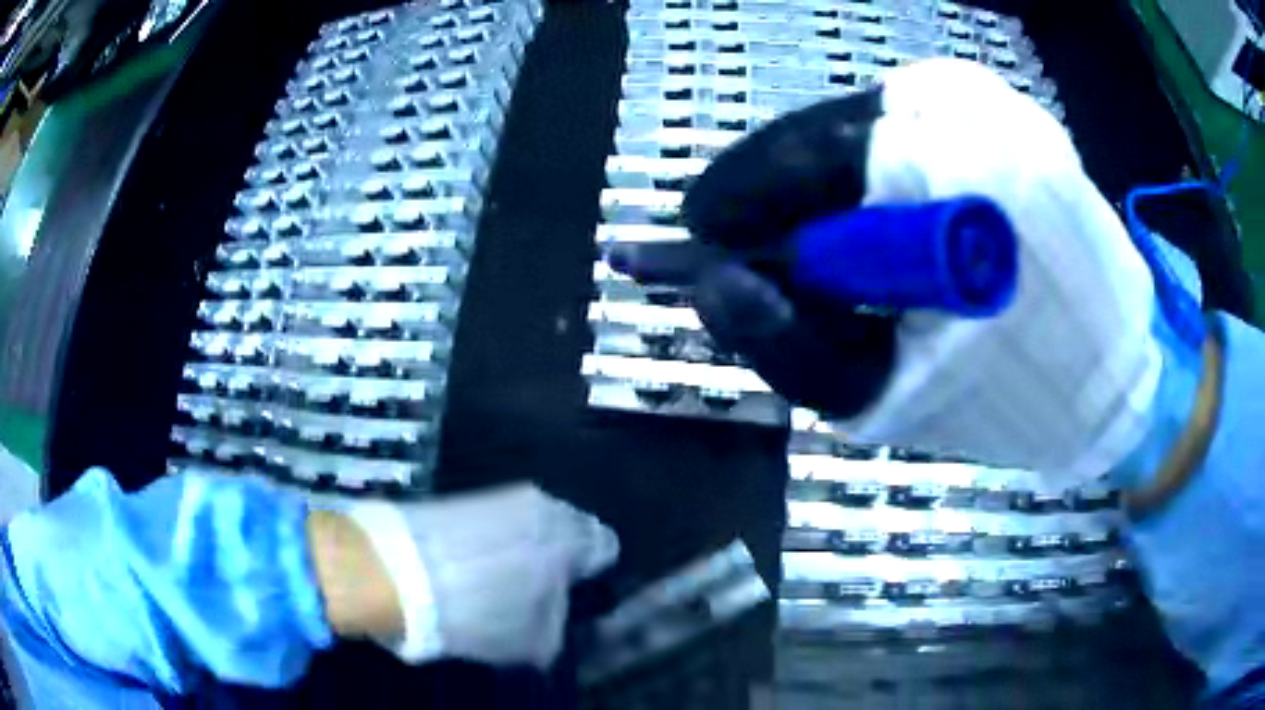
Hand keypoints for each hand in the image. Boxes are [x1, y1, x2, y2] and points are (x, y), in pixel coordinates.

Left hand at [338, 484, 618, 668]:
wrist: (393, 569)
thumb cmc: (478, 610)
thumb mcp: (532, 640)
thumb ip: (557, 626)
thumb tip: (554, 615)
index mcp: (568, 534)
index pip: (605, 545)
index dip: (592, 573)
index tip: (575, 593)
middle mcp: (539, 502)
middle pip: (565, 529)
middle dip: (556, 557)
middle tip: (537, 590)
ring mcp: (496, 495)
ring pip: (525, 524)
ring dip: (521, 548)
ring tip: (498, 581)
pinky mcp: (460, 497)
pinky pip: (492, 522)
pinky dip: (490, 543)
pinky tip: (471, 568)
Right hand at [611, 59, 1169, 485]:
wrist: (1112, 376)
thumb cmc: (1013, 396)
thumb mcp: (889, 398)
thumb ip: (789, 346)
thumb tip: (710, 283)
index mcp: (948, 176)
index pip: (806, 151)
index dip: (740, 193)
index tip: (696, 237)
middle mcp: (967, 113)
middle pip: (828, 137)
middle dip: (784, 203)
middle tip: (761, 260)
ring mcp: (994, 106)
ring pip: (865, 135)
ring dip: (831, 199)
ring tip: (838, 262)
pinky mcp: (1013, 118)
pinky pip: (911, 138)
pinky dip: (880, 188)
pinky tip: (891, 237)